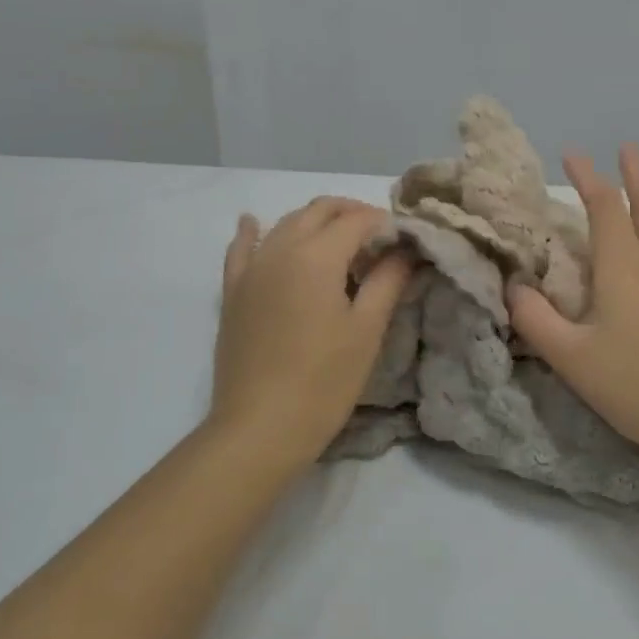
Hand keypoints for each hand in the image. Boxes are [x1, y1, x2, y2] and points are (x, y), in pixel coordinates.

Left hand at [208, 197, 413, 463]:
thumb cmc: (324, 381)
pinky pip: (241, 249)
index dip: (385, 223)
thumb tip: (405, 249)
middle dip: (351, 214)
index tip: (405, 240)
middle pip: (319, 211)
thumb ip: (388, 281)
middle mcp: (280, 249)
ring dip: (315, 222)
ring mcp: (251, 269)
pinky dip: (253, 232)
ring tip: (339, 243)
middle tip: (378, 239)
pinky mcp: (232, 292)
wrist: (259, 427)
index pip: (357, 220)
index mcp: (317, 256)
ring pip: (285, 224)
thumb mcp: (367, 330)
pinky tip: (253, 223)